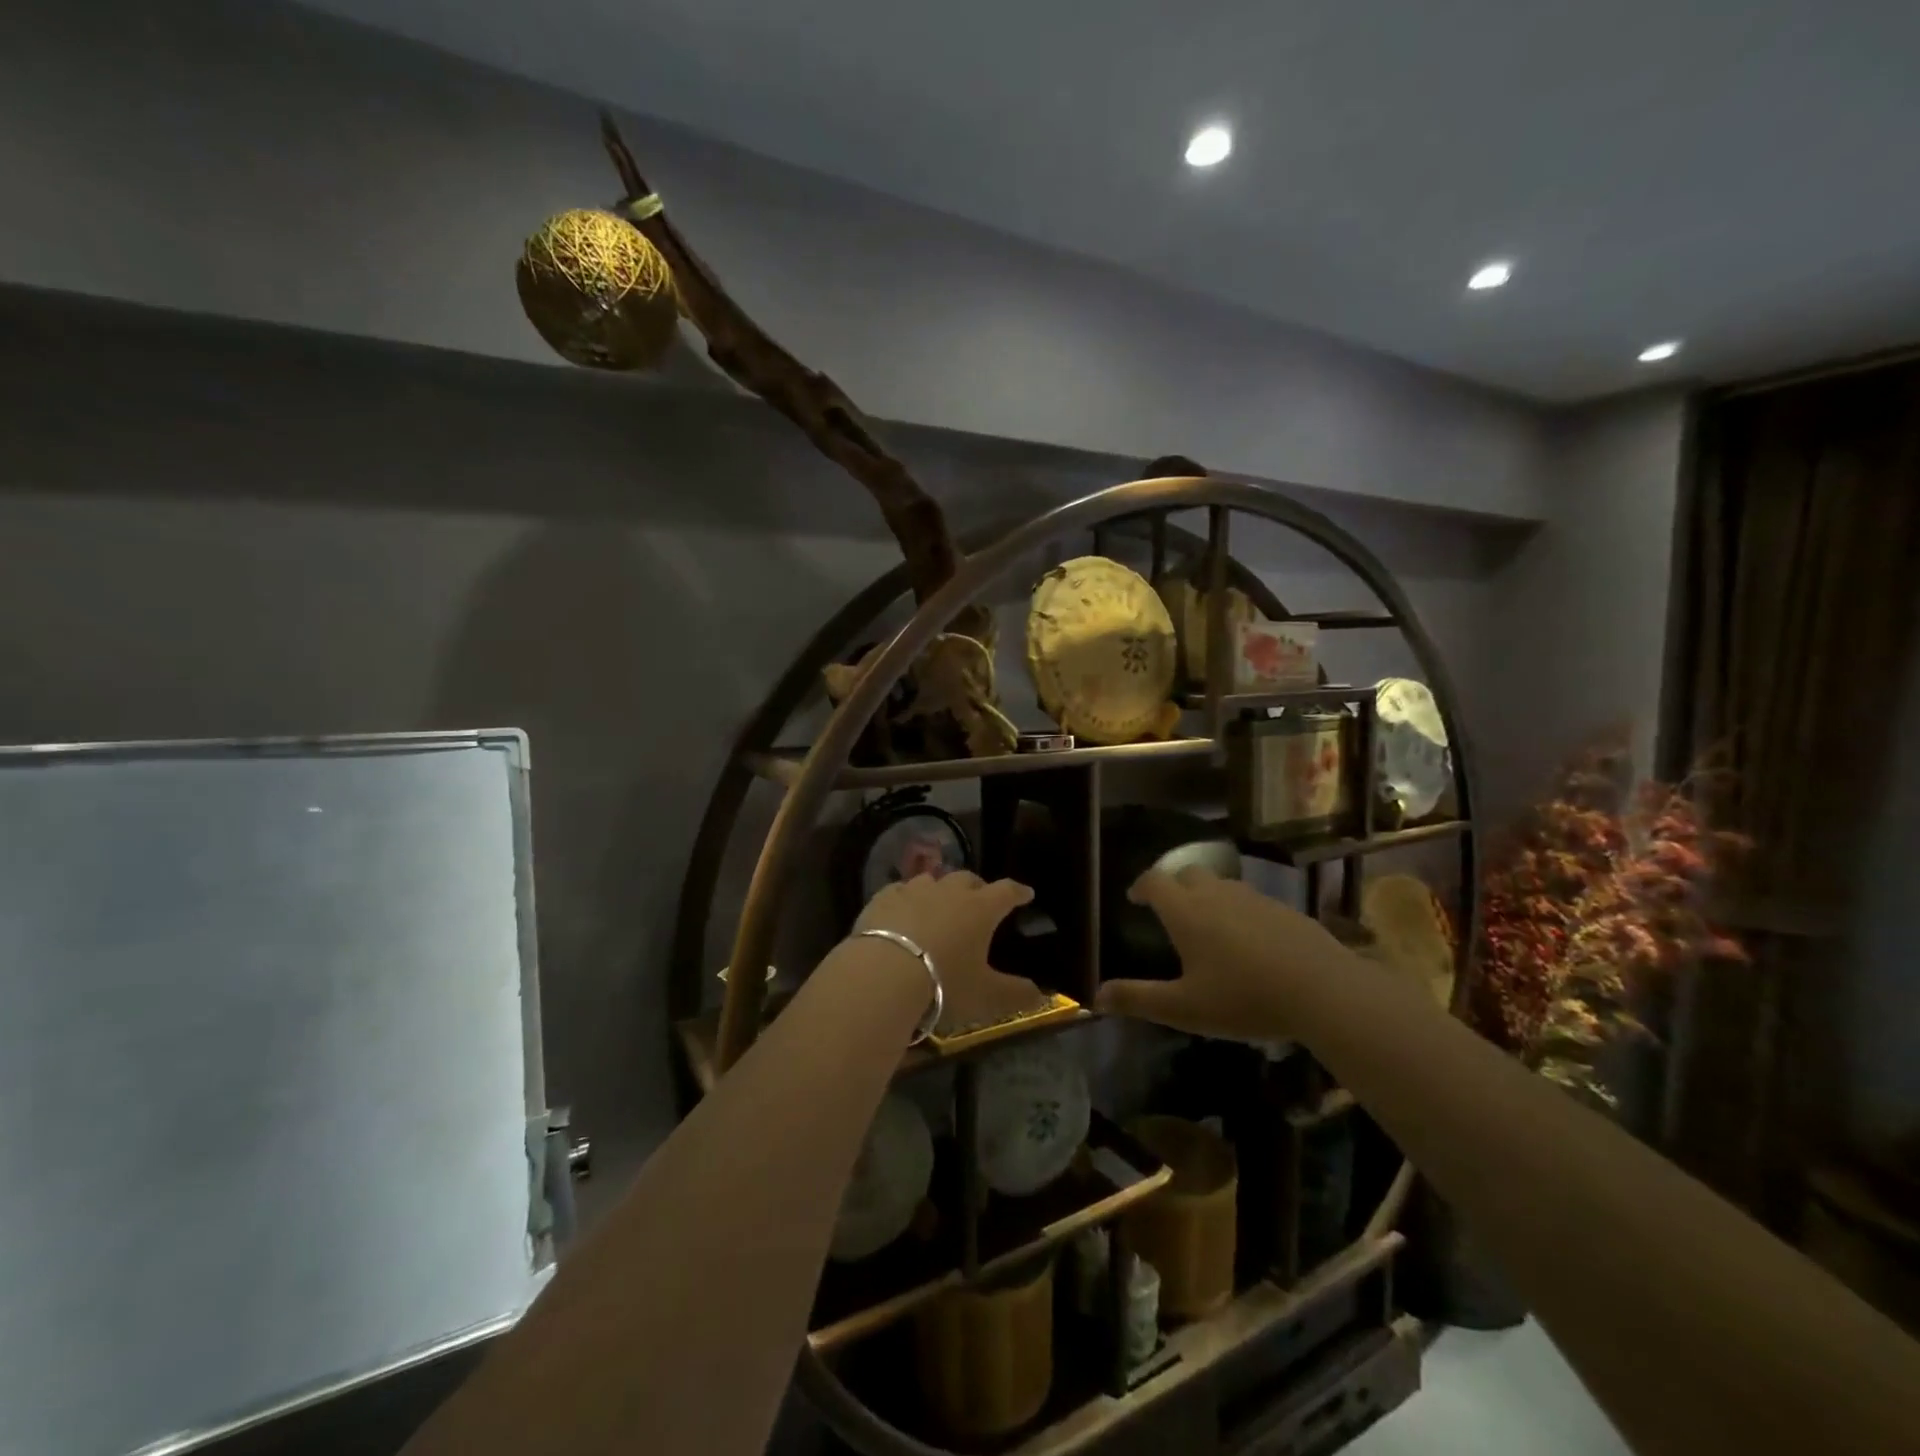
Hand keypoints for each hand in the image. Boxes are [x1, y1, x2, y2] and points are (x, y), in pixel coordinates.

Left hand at [856, 872, 1043, 1032]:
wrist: (883, 973)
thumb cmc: (944, 983)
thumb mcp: (986, 996)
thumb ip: (1017, 993)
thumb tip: (1043, 995)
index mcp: (981, 908)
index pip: (1007, 891)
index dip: (1018, 892)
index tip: (1025, 893)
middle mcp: (950, 891)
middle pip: (969, 879)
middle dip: (978, 888)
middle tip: (980, 901)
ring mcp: (914, 890)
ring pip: (933, 880)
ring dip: (941, 890)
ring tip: (940, 905)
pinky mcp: (884, 897)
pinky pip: (900, 890)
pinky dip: (907, 898)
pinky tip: (903, 911)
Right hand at [1094, 866, 1349, 1039]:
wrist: (1323, 991)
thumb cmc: (1243, 998)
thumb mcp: (1184, 1008)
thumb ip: (1138, 1000)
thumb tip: (1096, 997)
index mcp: (1186, 912)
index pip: (1154, 882)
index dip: (1141, 886)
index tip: (1135, 898)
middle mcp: (1217, 894)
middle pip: (1188, 873)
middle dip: (1174, 886)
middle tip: (1170, 910)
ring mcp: (1255, 899)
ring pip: (1222, 885)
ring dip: (1208, 896)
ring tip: (1209, 925)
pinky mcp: (1286, 910)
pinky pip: (1252, 901)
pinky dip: (1241, 912)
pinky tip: (1251, 942)